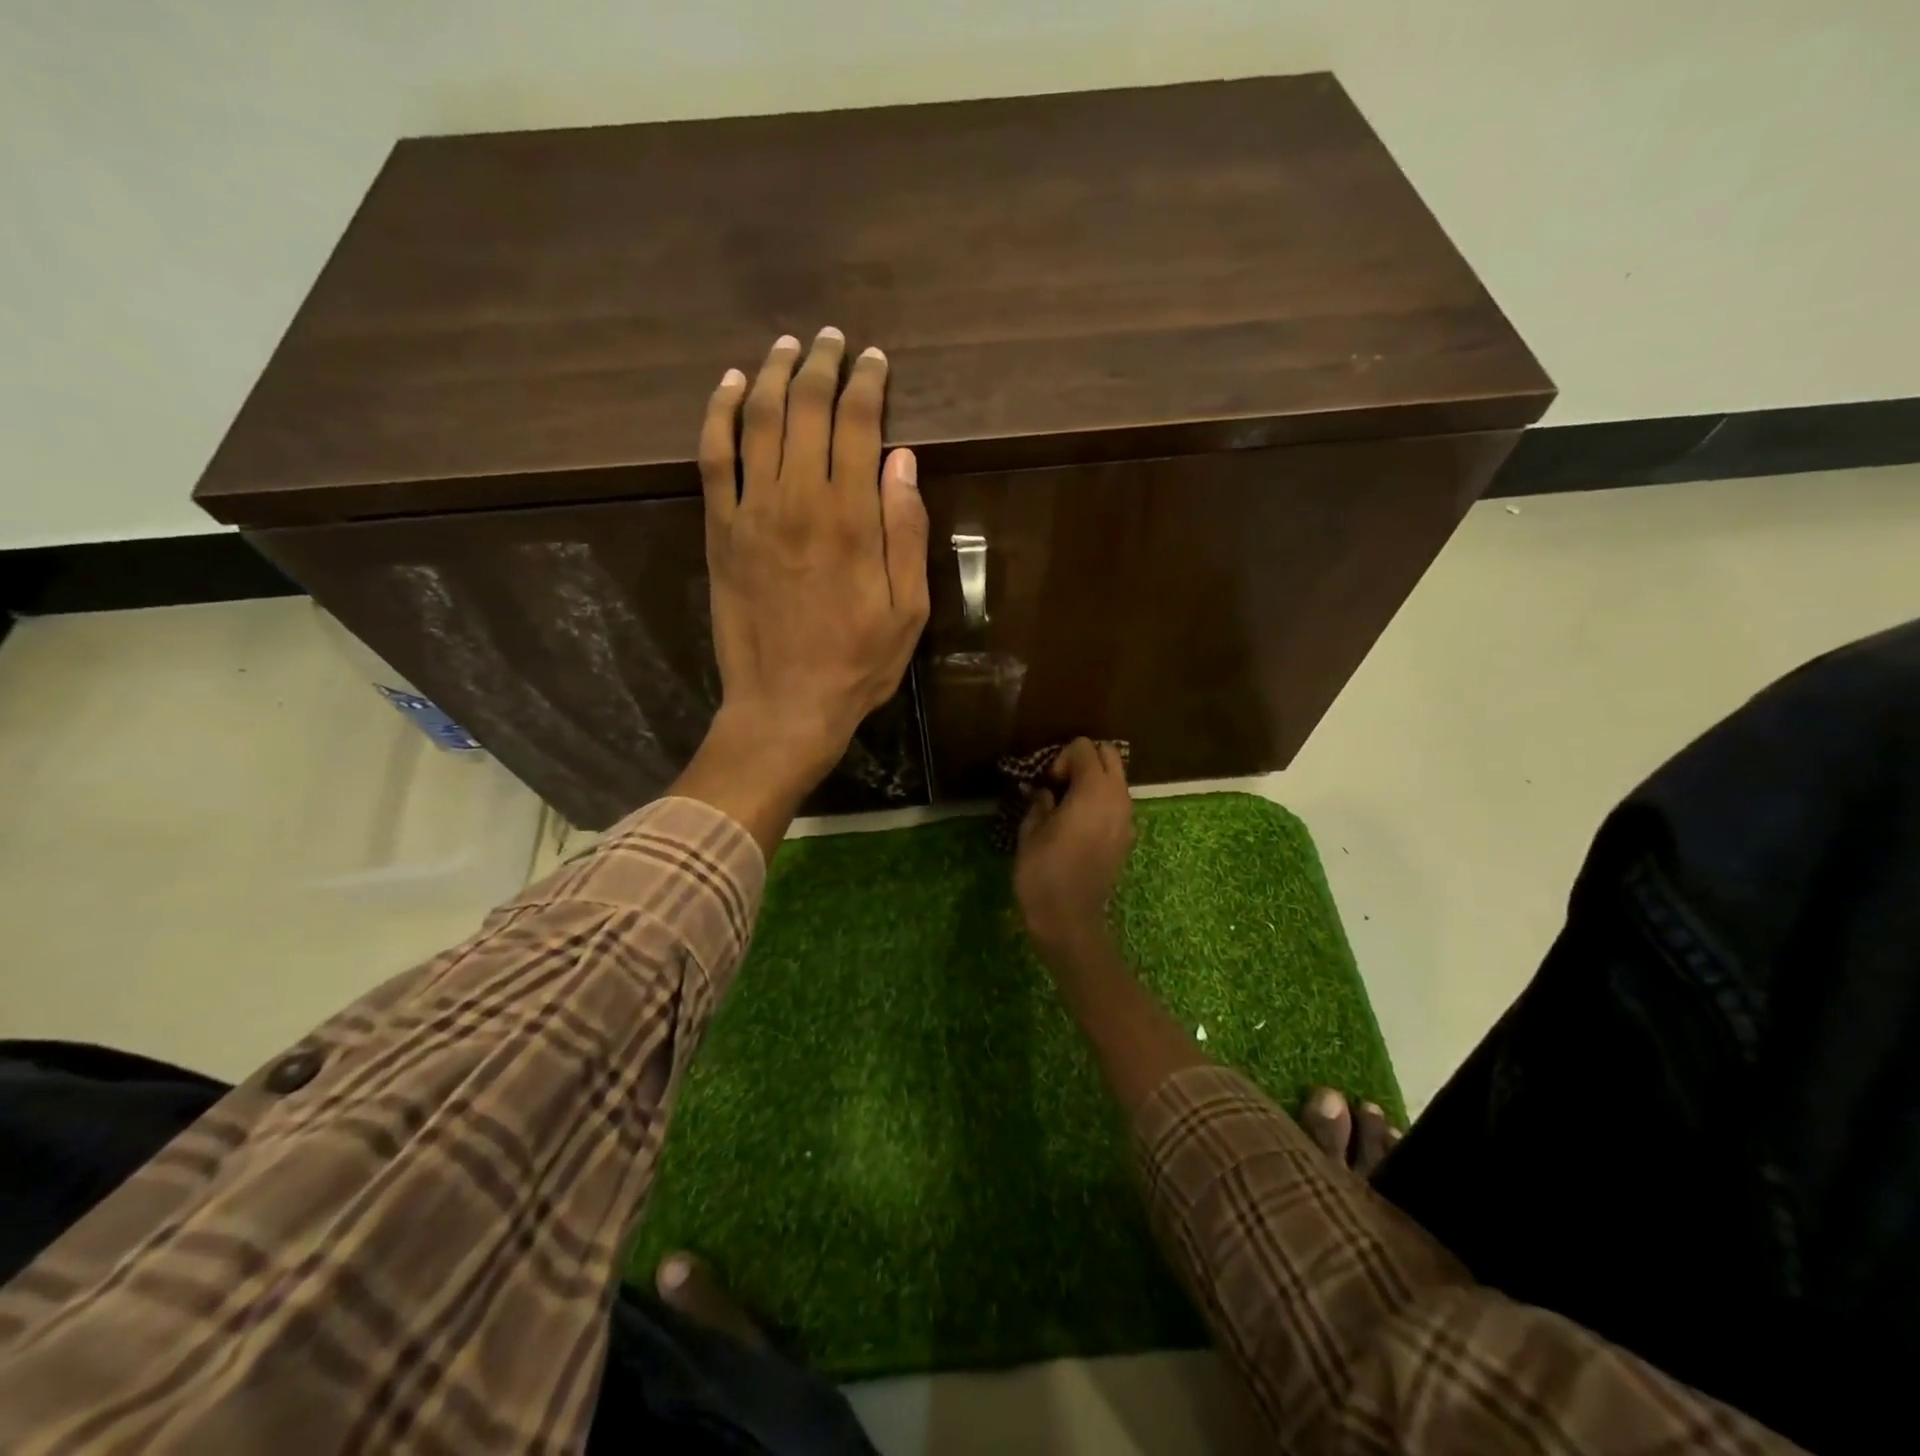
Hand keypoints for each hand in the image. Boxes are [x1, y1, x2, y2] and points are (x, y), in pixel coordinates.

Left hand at [674, 329, 928, 853]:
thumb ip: (906, 532)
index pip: (858, 424)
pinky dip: (718, 413)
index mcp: (852, 518)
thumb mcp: (909, 610)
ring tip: (786, 347)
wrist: (784, 705)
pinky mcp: (719, 530)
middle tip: (832, 341)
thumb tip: (902, 461)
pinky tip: (728, 386)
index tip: (874, 360)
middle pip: (805, 409)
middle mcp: (799, 499)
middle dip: (821, 366)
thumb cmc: (857, 663)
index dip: (866, 383)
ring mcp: (751, 512)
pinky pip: (713, 457)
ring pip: (756, 419)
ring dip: (771, 374)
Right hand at [1014, 739, 1136, 954]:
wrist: (1070, 920)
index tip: (1047, 783)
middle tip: (1059, 785)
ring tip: (1067, 805)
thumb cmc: (1043, 872)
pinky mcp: (1128, 837)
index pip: (1084, 747)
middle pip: (1109, 755)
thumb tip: (1042, 791)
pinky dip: (1101, 801)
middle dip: (1084, 761)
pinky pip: (1118, 803)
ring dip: (1094, 781)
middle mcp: (1118, 797)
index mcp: (1093, 790)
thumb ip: (1039, 802)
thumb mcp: (1030, 831)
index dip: (1061, 758)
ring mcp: (1128, 818)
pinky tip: (1079, 824)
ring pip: (1117, 779)